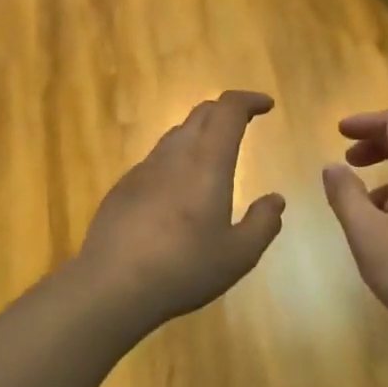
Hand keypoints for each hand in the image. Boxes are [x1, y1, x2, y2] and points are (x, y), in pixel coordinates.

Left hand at [79, 91, 285, 327]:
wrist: (112, 285)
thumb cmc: (184, 268)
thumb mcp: (239, 255)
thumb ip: (263, 224)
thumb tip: (275, 200)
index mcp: (207, 163)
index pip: (228, 110)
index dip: (249, 100)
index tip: (266, 106)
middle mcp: (174, 156)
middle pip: (201, 114)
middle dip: (226, 111)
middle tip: (245, 123)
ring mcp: (143, 170)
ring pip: (175, 135)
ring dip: (200, 135)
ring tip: (214, 157)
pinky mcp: (123, 188)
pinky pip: (156, 161)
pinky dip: (176, 160)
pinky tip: (178, 192)